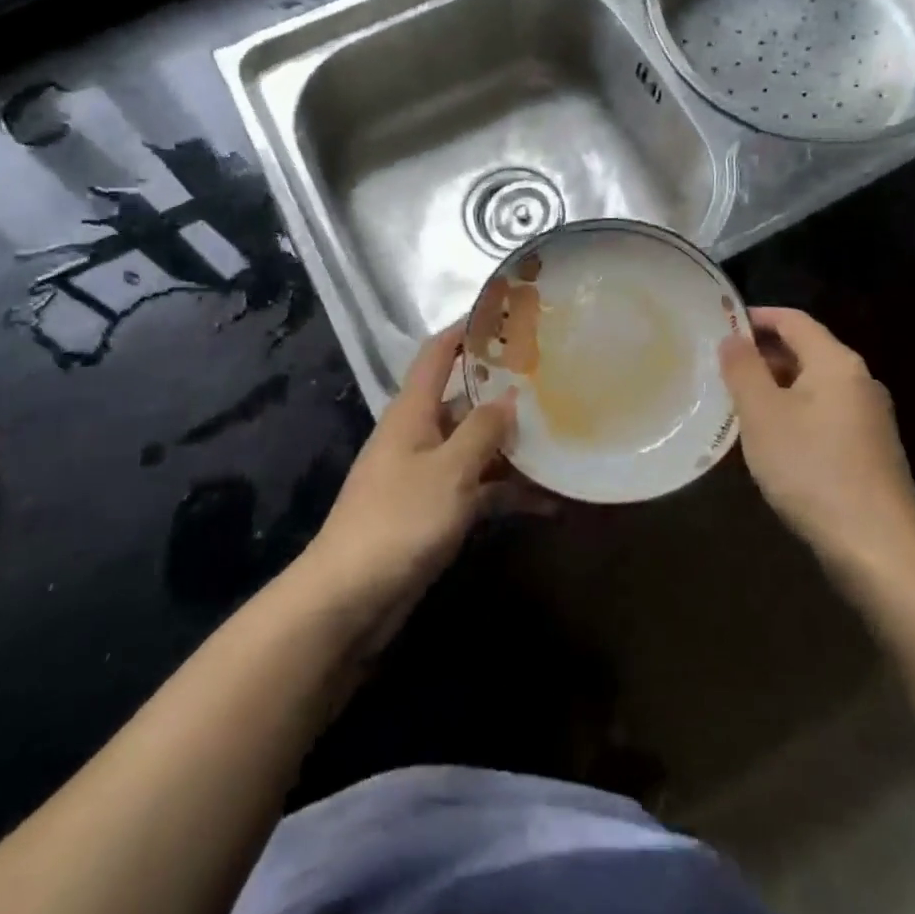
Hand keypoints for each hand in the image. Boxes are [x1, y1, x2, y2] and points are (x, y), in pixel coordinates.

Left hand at [298, 326, 528, 638]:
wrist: (350, 599)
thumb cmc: (399, 519)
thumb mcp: (449, 470)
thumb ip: (482, 430)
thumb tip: (509, 396)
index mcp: (413, 411)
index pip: (438, 353)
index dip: (467, 329)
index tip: (506, 314)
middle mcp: (420, 434)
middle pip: (465, 400)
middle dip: (505, 392)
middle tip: (555, 381)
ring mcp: (427, 474)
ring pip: (476, 447)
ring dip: (513, 447)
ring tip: (564, 440)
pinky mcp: (435, 511)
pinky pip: (478, 489)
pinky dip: (507, 492)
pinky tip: (549, 502)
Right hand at [719, 308, 914, 571]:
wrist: (877, 546)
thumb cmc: (811, 468)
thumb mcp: (762, 414)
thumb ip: (743, 369)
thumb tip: (732, 338)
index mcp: (836, 363)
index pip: (793, 320)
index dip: (756, 317)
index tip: (720, 324)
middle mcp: (859, 381)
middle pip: (805, 351)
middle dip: (762, 355)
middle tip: (721, 368)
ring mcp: (869, 417)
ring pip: (813, 385)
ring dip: (775, 387)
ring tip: (737, 404)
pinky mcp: (869, 449)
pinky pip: (823, 414)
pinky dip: (793, 413)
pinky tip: (770, 440)